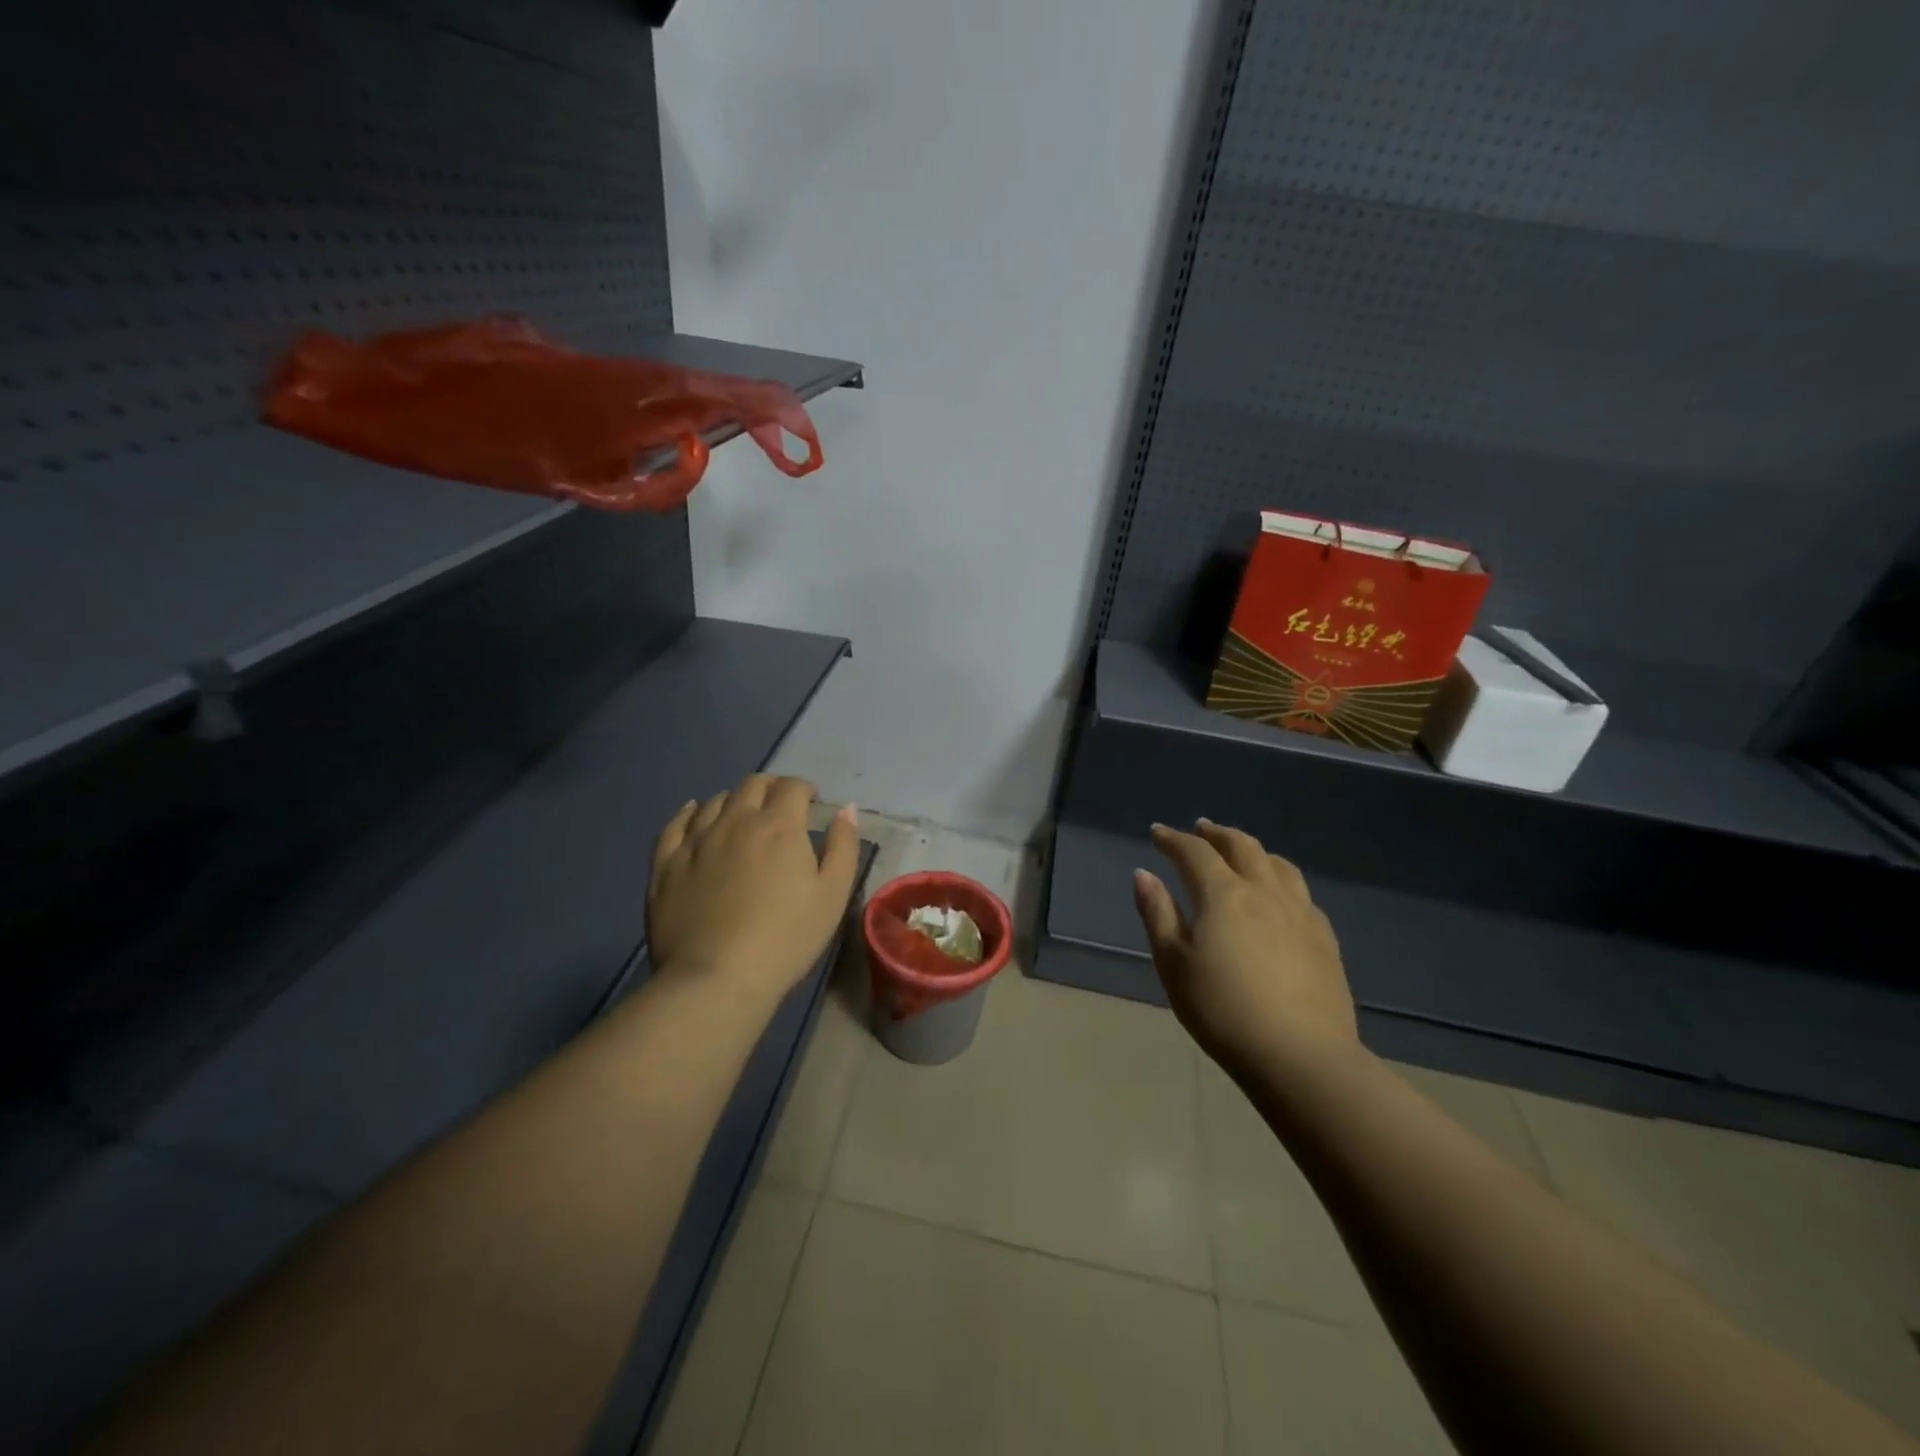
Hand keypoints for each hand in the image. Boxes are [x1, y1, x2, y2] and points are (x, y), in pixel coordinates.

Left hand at [648, 774, 860, 1005]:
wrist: (717, 978)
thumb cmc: (786, 938)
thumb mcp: (833, 895)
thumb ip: (843, 846)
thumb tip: (846, 809)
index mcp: (779, 826)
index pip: (792, 786)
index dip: (805, 790)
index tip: (812, 805)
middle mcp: (735, 821)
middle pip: (753, 784)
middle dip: (771, 788)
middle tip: (780, 808)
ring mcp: (696, 840)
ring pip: (715, 800)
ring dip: (735, 800)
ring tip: (742, 818)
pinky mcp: (666, 863)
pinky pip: (675, 824)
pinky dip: (690, 813)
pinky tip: (695, 816)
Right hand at [1133, 819, 1357, 1077]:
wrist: (1301, 1056)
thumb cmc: (1223, 1011)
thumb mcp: (1174, 965)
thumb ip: (1158, 915)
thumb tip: (1143, 874)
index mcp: (1224, 894)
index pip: (1195, 852)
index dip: (1174, 839)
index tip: (1158, 833)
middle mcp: (1265, 891)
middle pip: (1241, 846)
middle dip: (1216, 834)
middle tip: (1200, 829)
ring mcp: (1300, 912)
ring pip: (1277, 863)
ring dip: (1253, 850)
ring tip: (1240, 853)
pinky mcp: (1324, 937)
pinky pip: (1300, 891)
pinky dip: (1280, 878)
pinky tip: (1278, 895)